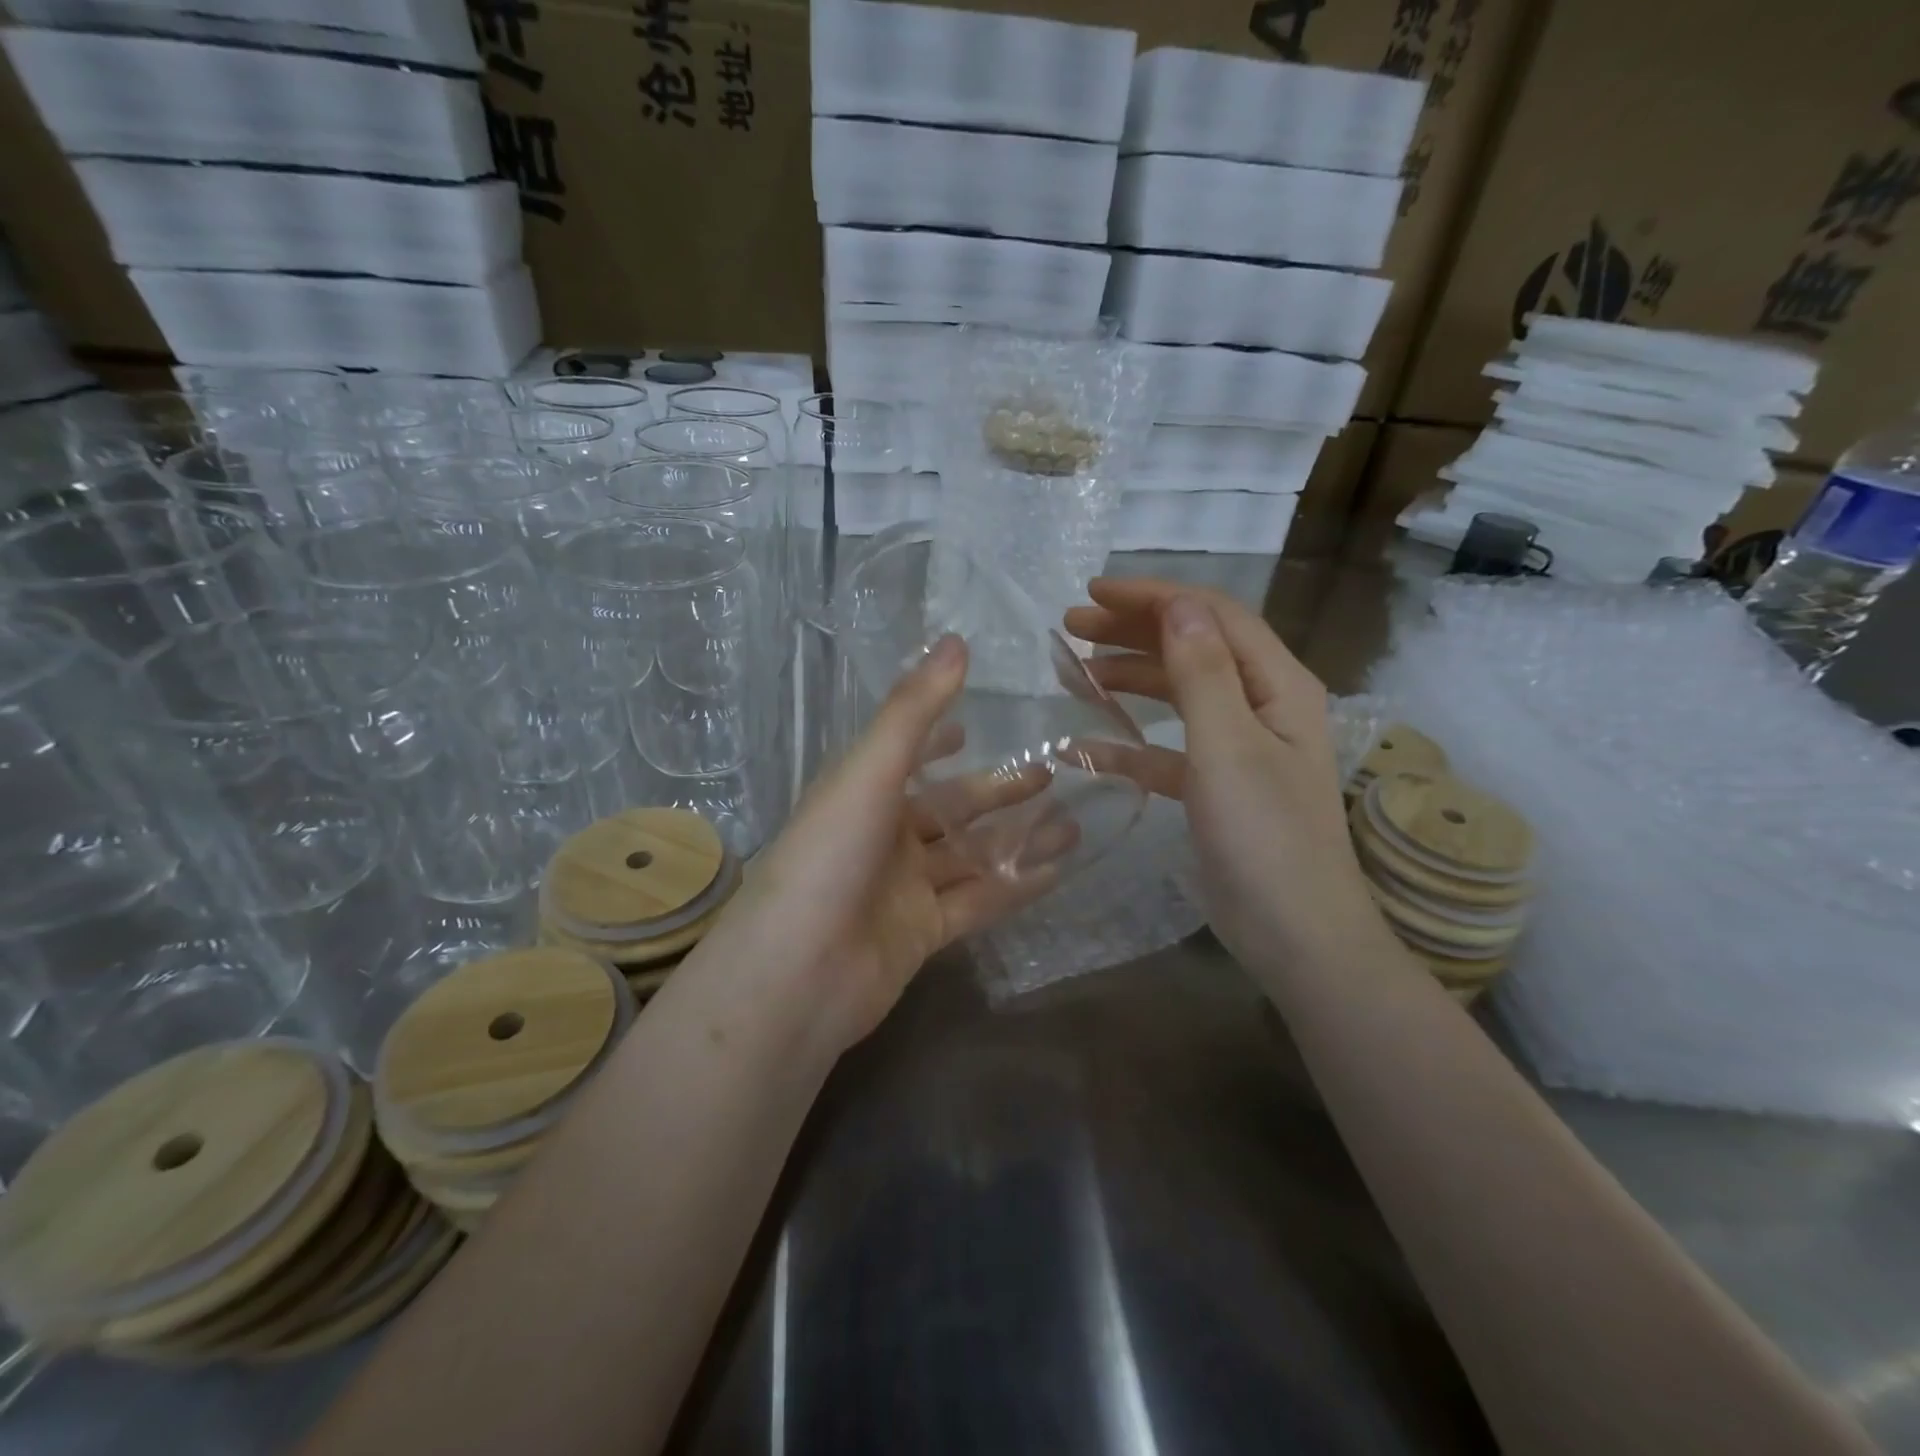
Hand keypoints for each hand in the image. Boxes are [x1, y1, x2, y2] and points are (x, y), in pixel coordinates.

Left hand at [693, 636, 1057, 1055]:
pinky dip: (1015, 885)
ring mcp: (902, 889)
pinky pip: (978, 902)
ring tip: (1072, 820)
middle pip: (948, 808)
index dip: (935, 738)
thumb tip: (956, 641)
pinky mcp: (923, 934)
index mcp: (860, 795)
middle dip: (995, 792)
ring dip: (1017, 838)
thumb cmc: (828, 857)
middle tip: (1049, 773)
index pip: (903, 756)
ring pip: (969, 855)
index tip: (972, 725)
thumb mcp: (869, 773)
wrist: (798, 975)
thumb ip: (914, 711)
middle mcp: (881, 838)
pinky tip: (1058, 869)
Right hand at [1064, 578, 1393, 969]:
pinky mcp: (1216, 786)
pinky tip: (1086, 748)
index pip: (1212, 616)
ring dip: (1129, 678)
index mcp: (1276, 684)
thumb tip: (1178, 603)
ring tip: (1075, 672)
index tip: (1092, 594)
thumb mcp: (1227, 746)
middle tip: (1072, 627)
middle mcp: (1261, 705)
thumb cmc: (1265, 836)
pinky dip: (1130, 743)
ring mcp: (1239, 747)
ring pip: (1178, 693)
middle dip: (1133, 631)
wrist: (1295, 933)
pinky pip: (1167, 749)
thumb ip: (1201, 672)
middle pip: (1193, 647)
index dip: (1153, 597)